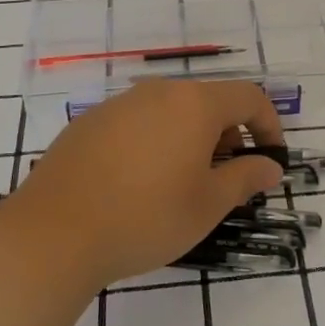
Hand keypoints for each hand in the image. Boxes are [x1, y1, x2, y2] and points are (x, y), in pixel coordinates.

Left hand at [0, 78, 284, 291]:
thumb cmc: (146, 217)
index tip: (270, 160)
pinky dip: (155, 143)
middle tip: (227, 178)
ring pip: (170, 111)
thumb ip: (245, 178)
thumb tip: (270, 167)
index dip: (268, 125)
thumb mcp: (207, 204)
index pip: (249, 97)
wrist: (54, 233)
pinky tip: (139, 184)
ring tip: (183, 184)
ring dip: (190, 139)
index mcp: (194, 104)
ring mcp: (119, 105)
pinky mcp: (89, 123)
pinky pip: (137, 123)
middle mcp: (158, 92)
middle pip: (208, 101)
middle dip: (228, 135)